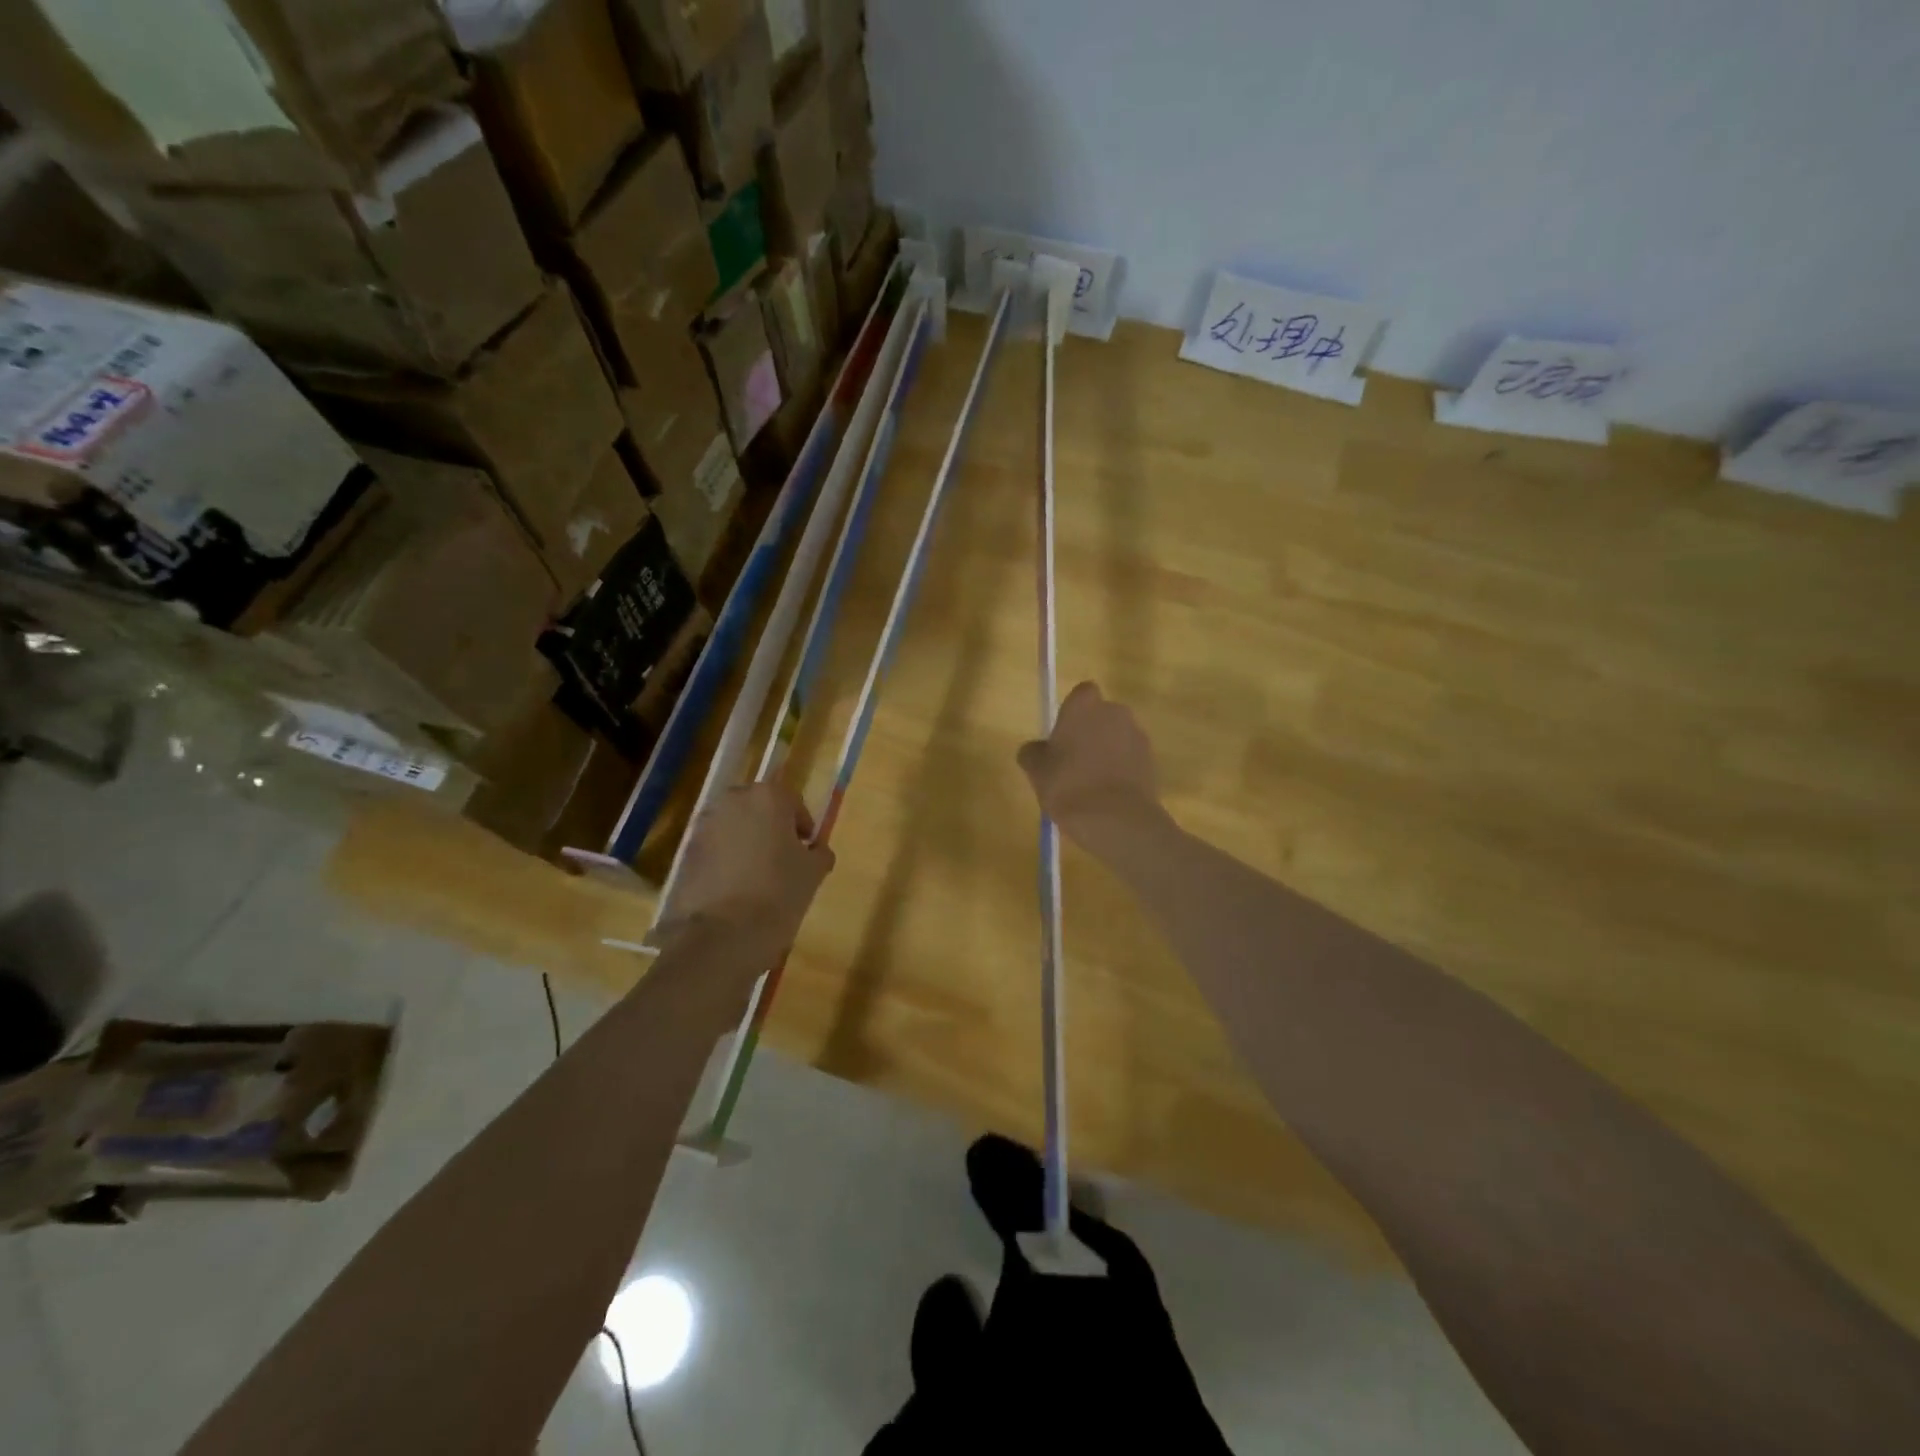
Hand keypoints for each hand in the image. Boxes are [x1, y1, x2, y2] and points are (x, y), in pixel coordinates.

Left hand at [656, 781, 834, 965]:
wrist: (723, 935)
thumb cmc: (779, 893)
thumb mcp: (814, 873)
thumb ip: (819, 853)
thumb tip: (815, 850)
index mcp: (768, 797)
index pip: (792, 803)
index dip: (802, 826)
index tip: (807, 850)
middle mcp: (733, 802)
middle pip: (759, 809)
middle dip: (771, 829)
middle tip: (783, 859)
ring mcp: (705, 826)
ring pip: (734, 828)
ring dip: (747, 843)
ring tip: (758, 876)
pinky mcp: (686, 853)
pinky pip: (715, 849)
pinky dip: (726, 861)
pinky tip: (736, 889)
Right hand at [1017, 682, 1165, 848]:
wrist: (1116, 818)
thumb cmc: (1068, 785)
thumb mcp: (1036, 771)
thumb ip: (1033, 752)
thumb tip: (1035, 749)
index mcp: (1085, 706)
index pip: (1081, 694)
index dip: (1072, 712)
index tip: (1062, 735)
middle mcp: (1115, 712)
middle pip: (1101, 715)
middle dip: (1091, 731)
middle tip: (1073, 761)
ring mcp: (1138, 736)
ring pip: (1118, 737)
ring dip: (1107, 752)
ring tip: (1091, 783)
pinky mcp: (1152, 761)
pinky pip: (1130, 759)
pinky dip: (1121, 770)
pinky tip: (1108, 795)